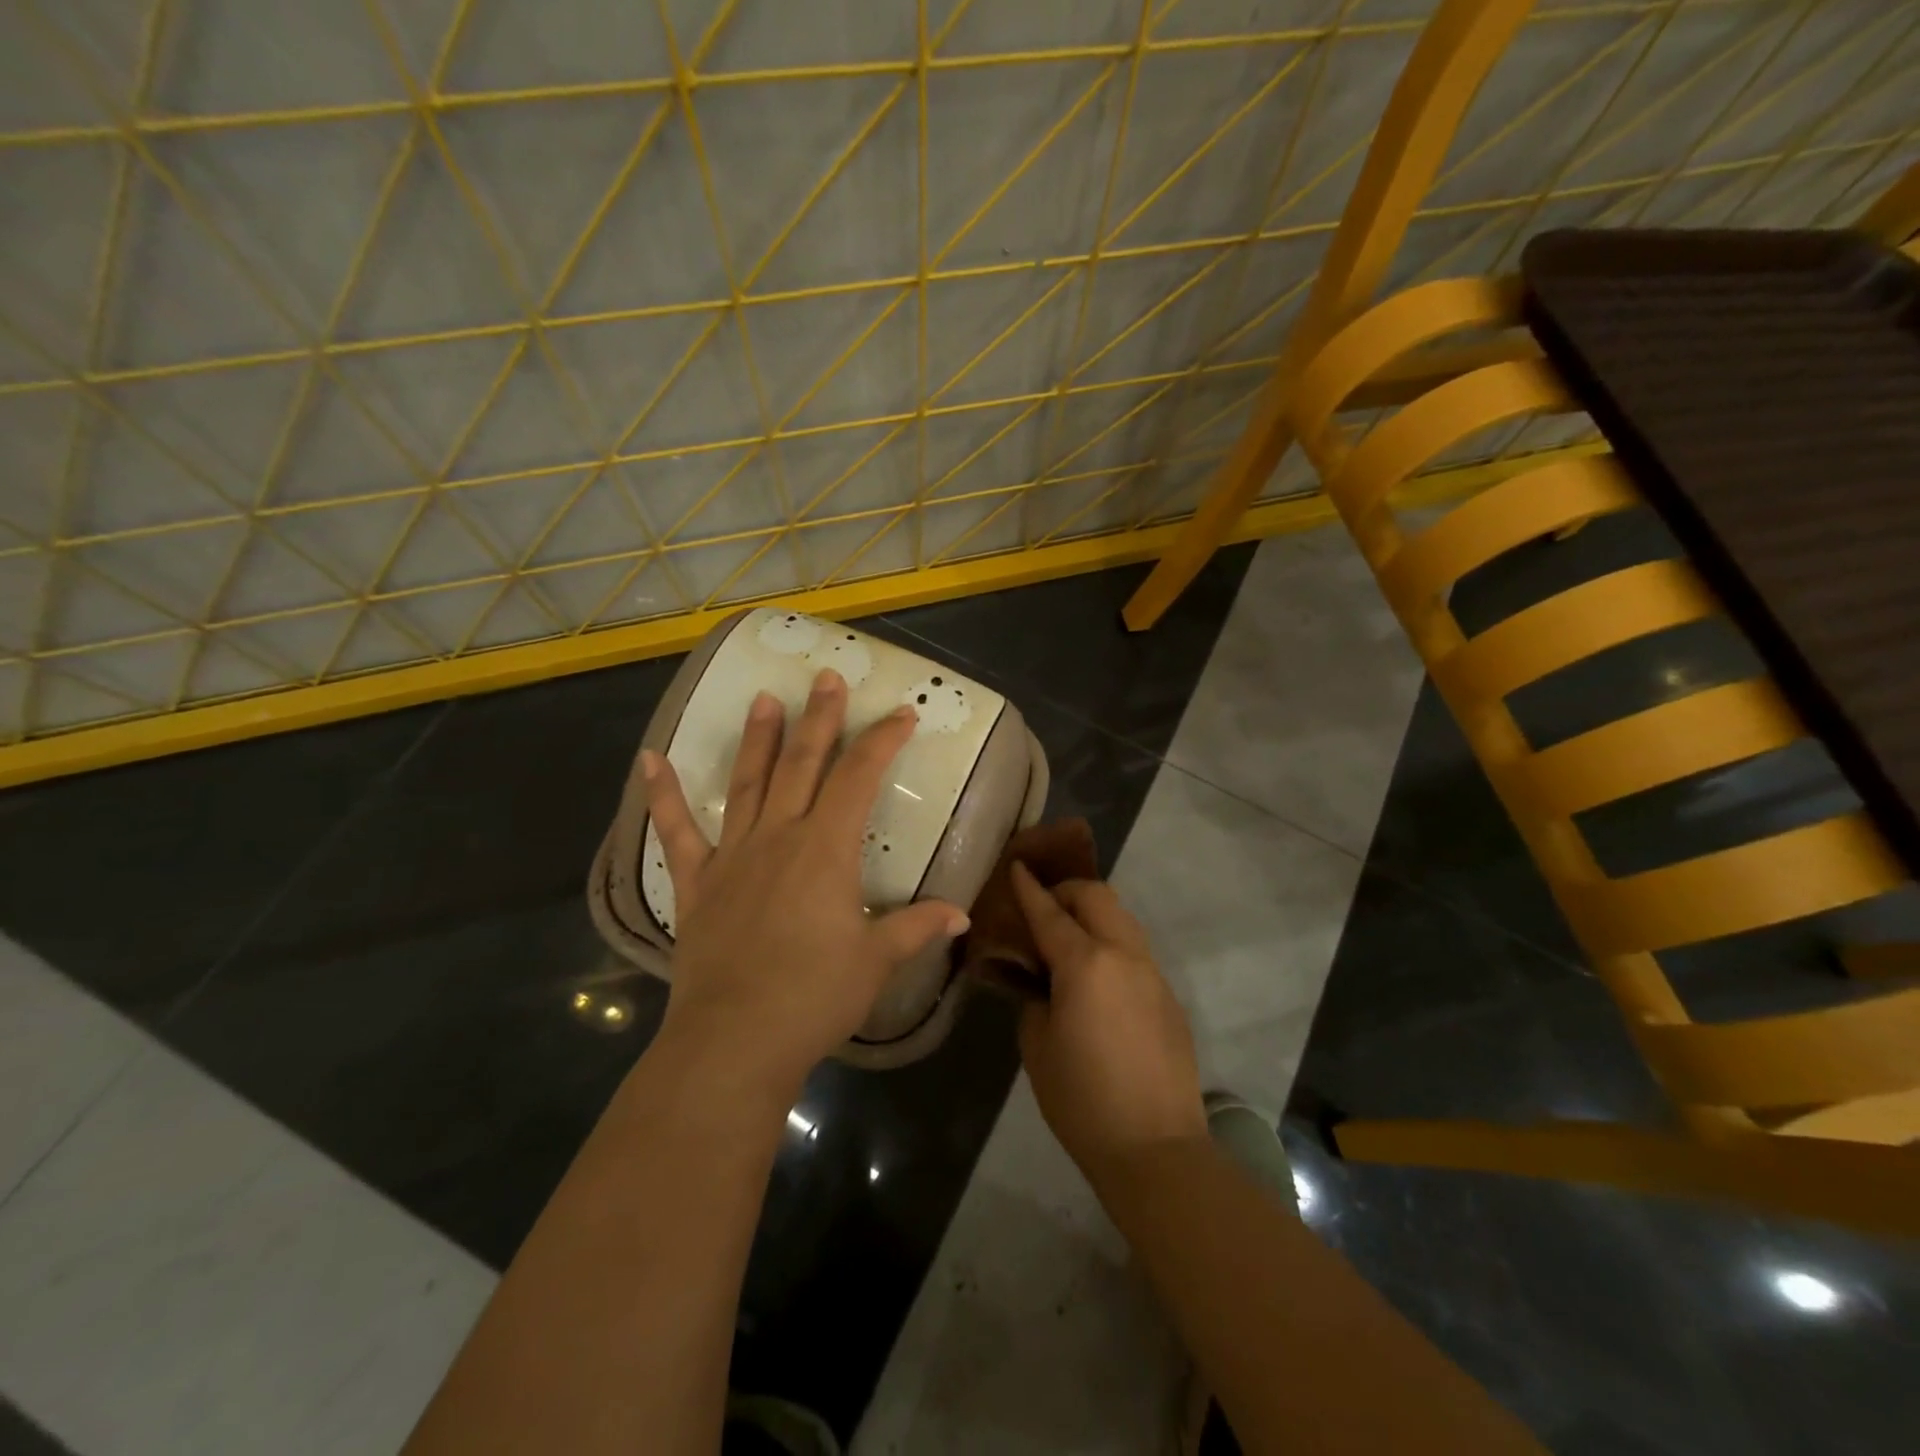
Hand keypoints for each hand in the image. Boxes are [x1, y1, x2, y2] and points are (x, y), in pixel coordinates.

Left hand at [643, 668, 970, 1098]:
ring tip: (765, 697)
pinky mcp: (696, 882)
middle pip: (803, 764)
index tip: (901, 714)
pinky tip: (649, 760)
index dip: (882, 741)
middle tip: (826, 677)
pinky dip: (663, 795)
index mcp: (827, 849)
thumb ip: (917, 927)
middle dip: (821, 718)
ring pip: (748, 782)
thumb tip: (962, 916)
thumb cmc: (814, 997)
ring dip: (758, 738)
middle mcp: (780, 836)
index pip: (860, 777)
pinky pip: (676, 831)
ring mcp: (732, 855)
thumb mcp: (876, 961)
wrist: (736, 1040)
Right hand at [1012, 863, 1205, 1179]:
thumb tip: (1041, 981)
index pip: (1050, 912)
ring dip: (1093, 914)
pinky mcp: (1168, 996)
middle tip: (1042, 908)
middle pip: (1097, 897)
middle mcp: (1124, 955)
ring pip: (1122, 919)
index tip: (1016, 866)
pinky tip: (1096, 978)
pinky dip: (1111, 944)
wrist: (1155, 1147)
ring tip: (1068, 938)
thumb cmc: (1082, 1099)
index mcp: (1086, 963)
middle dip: (1067, 891)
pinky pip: (1135, 950)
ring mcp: (1152, 973)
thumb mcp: (1037, 1045)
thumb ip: (1035, 997)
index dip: (1029, 888)